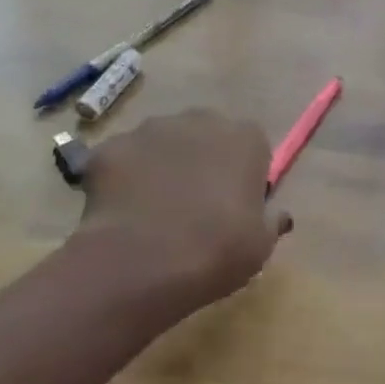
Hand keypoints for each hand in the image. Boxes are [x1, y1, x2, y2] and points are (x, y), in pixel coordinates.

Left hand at [75, 109, 291, 331]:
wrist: (141, 263)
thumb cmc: (217, 250)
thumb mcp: (261, 245)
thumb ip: (270, 221)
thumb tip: (276, 214)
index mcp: (245, 138)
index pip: (252, 147)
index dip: (244, 176)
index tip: (238, 206)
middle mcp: (200, 120)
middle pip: (205, 136)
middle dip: (202, 162)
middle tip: (196, 207)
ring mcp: (149, 130)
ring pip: (161, 144)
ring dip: (161, 167)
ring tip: (153, 213)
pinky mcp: (108, 148)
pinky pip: (121, 161)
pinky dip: (122, 180)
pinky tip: (121, 215)